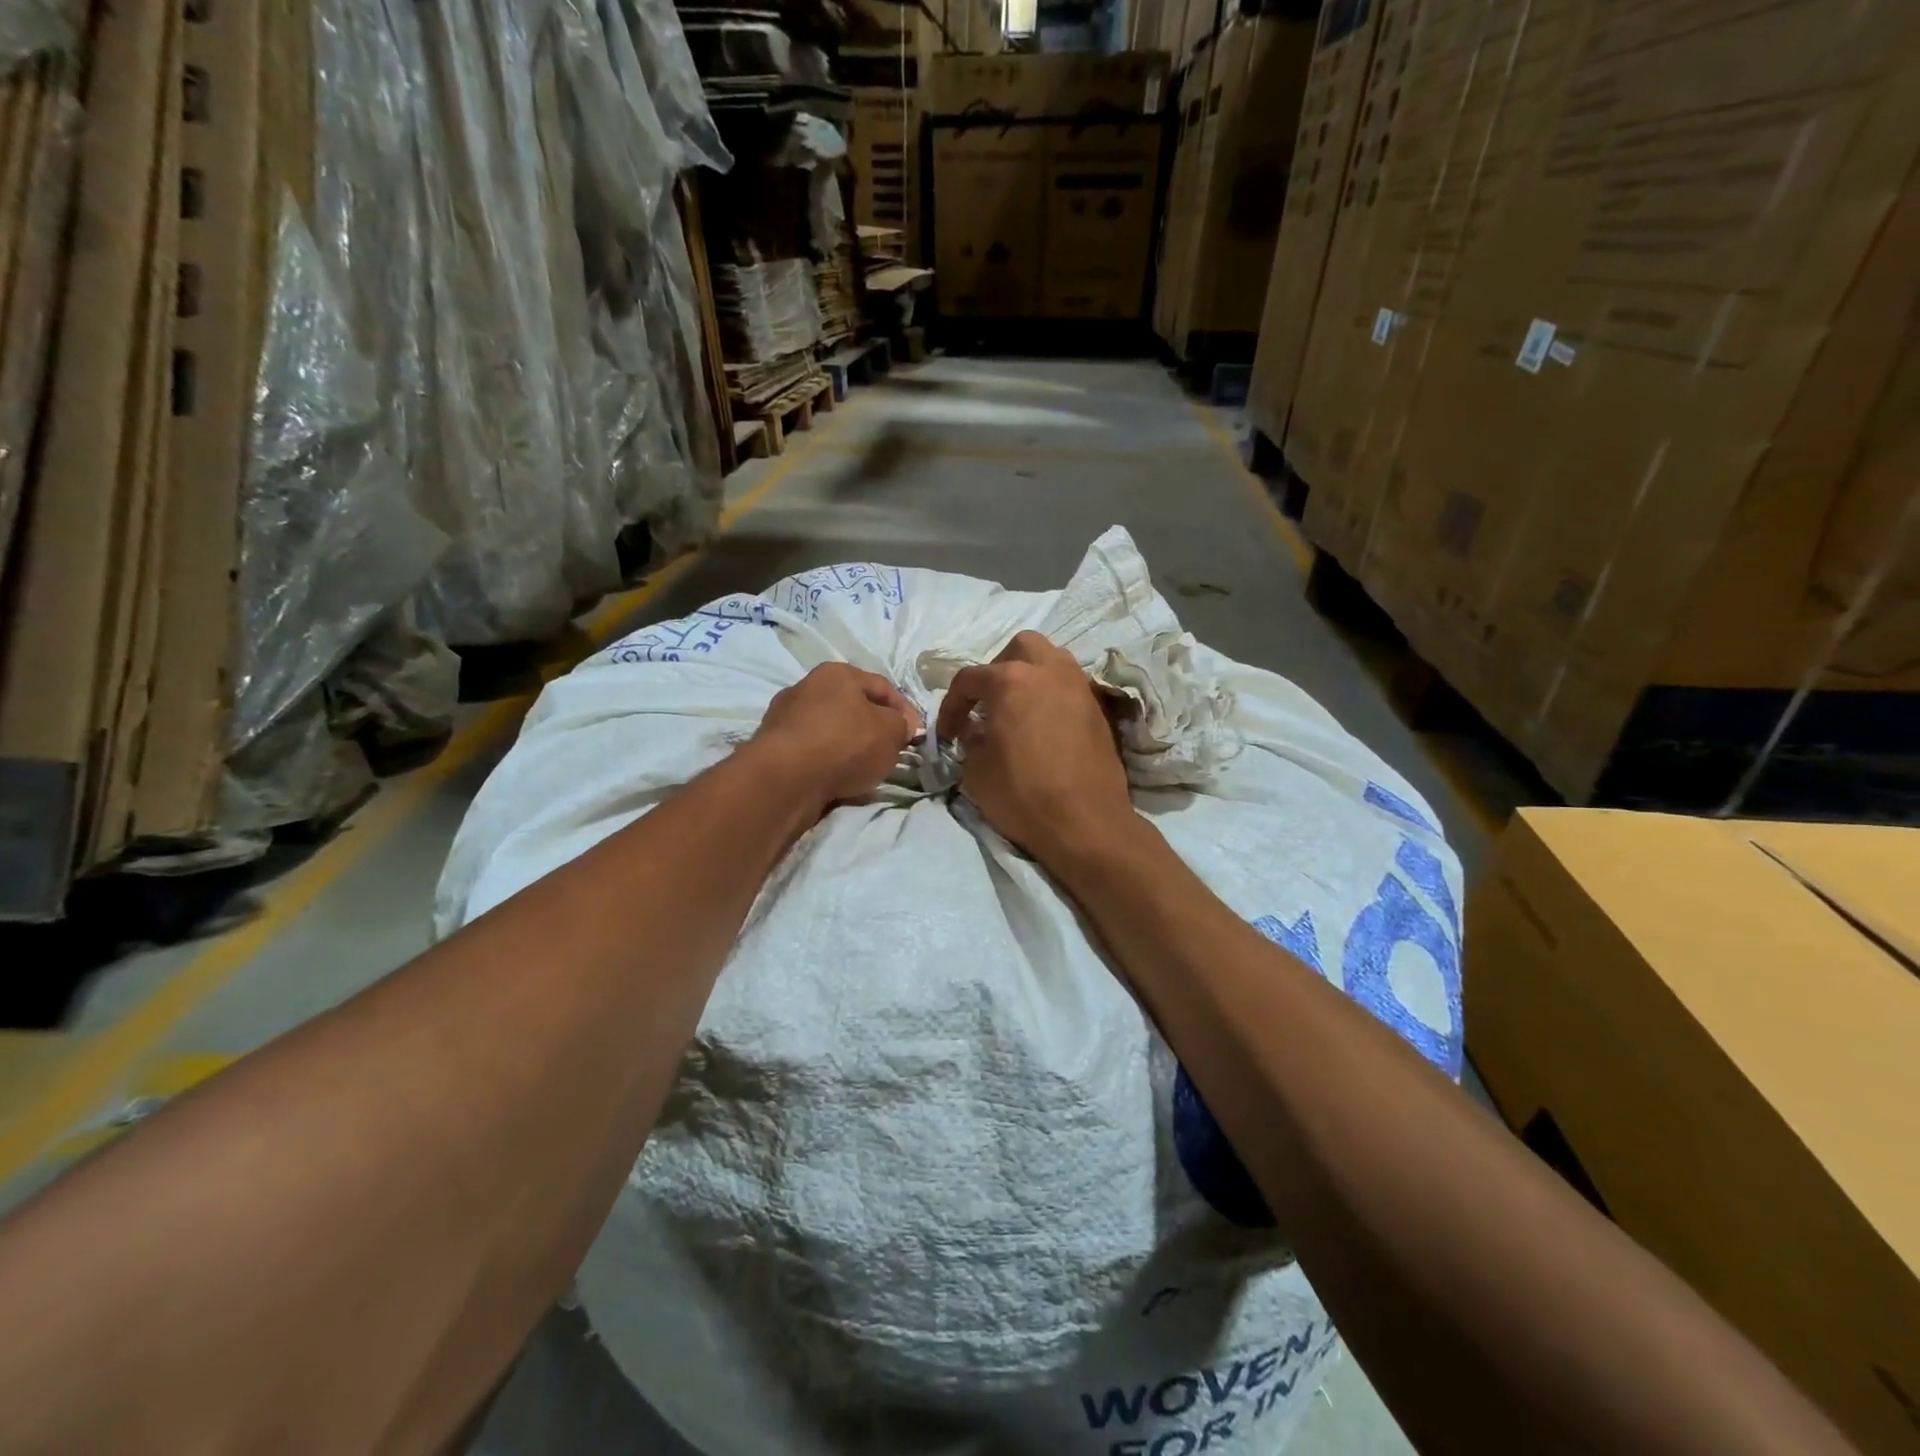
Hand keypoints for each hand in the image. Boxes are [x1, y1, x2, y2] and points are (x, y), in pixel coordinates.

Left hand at [750, 663, 920, 807]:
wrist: (785, 778)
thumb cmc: (845, 744)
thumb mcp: (891, 733)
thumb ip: (901, 725)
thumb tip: (898, 726)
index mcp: (838, 673)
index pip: (883, 687)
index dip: (904, 711)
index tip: (914, 736)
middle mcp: (808, 686)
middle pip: (853, 706)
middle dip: (874, 728)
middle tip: (889, 752)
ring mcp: (785, 715)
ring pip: (830, 728)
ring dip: (848, 745)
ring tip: (862, 769)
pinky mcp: (772, 745)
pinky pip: (811, 750)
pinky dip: (826, 760)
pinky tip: (835, 778)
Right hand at [935, 631, 1133, 863]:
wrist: (1085, 822)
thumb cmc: (1022, 794)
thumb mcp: (976, 771)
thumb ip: (970, 741)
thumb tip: (975, 731)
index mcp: (1011, 680)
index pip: (969, 679)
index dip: (952, 706)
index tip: (949, 734)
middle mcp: (1049, 671)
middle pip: (1020, 647)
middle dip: (999, 668)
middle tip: (989, 701)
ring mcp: (1079, 686)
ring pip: (1052, 659)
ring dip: (1031, 675)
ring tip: (1018, 708)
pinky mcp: (1099, 708)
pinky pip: (1071, 686)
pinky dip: (1054, 695)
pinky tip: (1045, 724)